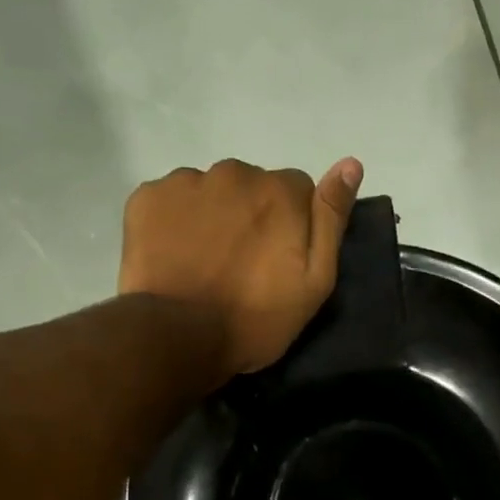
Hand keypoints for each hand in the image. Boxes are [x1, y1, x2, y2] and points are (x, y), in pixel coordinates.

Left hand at [118, 156, 363, 378]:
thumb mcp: (314, 283)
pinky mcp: (148, 197)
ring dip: (212, 217)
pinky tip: (175, 257)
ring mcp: (187, 182)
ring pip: (210, 191)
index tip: (279, 260)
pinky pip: (170, 200)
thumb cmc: (256, 319)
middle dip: (251, 217)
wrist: (180, 337)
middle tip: (240, 266)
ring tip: (205, 263)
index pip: (298, 191)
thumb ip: (331, 220)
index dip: (291, 225)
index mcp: (280, 191)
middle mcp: (235, 173)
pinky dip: (174, 222)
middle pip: (251, 187)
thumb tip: (351, 163)